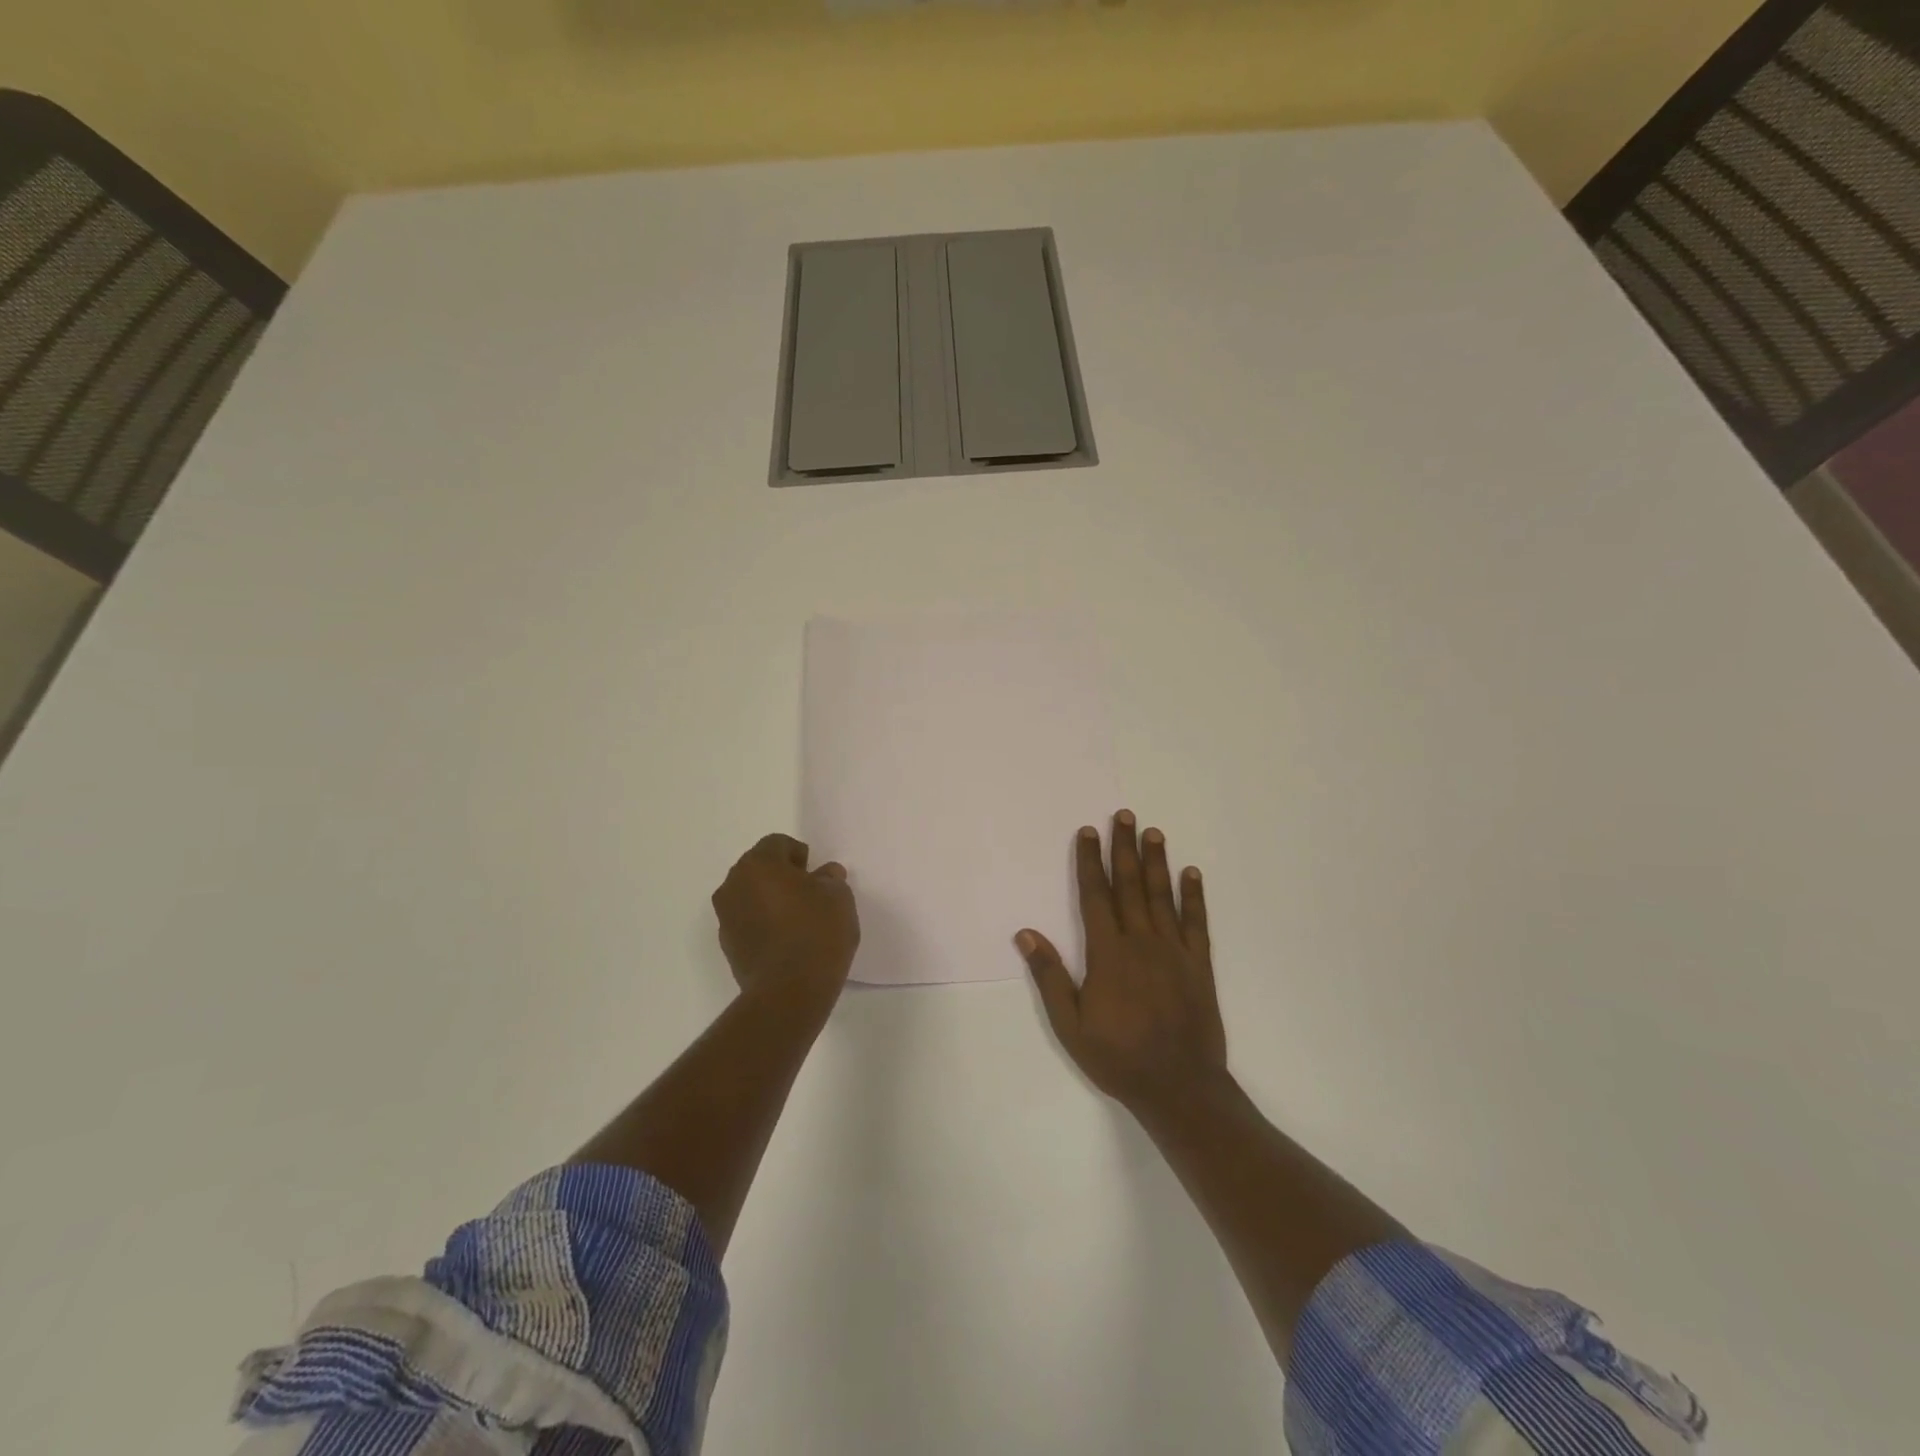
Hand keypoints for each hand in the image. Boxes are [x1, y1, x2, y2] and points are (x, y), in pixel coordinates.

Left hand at [712, 834, 860, 1006]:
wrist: (789, 991)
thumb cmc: (816, 932)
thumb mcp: (838, 897)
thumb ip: (830, 879)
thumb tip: (824, 875)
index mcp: (758, 864)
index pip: (778, 843)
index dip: (800, 855)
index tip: (817, 876)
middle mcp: (734, 884)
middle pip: (759, 868)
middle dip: (782, 876)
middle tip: (809, 894)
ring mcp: (725, 917)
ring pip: (750, 896)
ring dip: (770, 900)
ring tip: (798, 920)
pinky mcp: (727, 946)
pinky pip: (747, 922)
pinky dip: (763, 924)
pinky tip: (786, 942)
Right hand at [1017, 810, 1226, 1110]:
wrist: (1179, 1087)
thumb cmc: (1118, 1057)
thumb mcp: (1070, 1025)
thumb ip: (1050, 976)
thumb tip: (1026, 934)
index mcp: (1108, 954)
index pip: (1096, 896)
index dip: (1090, 862)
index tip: (1088, 832)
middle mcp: (1141, 942)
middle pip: (1130, 885)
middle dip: (1124, 848)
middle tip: (1125, 815)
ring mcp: (1174, 951)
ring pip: (1162, 896)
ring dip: (1156, 862)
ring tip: (1153, 832)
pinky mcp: (1199, 965)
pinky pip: (1197, 923)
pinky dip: (1193, 896)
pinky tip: (1191, 873)